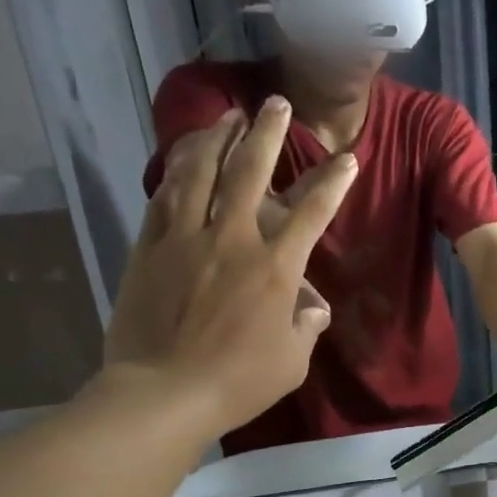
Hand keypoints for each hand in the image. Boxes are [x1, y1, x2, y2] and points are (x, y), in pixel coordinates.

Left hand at [102, 101, 356, 443]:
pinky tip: (183, 157)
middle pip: (250, 172)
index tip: (347, 158)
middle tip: (276, 103)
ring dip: (216, 138)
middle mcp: (231, 239)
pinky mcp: (149, 248)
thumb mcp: (292, 361)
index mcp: (275, 268)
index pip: (310, 212)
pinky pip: (163, 197)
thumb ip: (306, 327)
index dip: (332, 182)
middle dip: (267, 133)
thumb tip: (311, 308)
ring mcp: (185, 239)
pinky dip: (176, 171)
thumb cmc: (239, 382)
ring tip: (227, 115)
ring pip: (199, 172)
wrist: (164, 393)